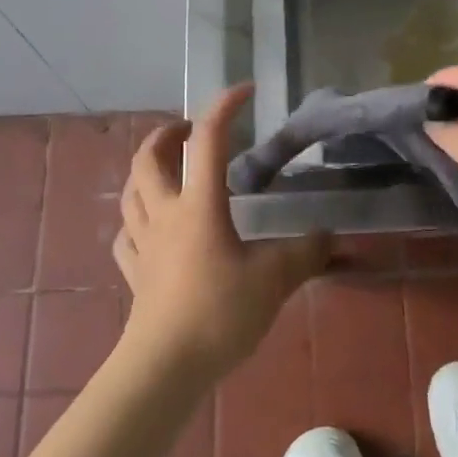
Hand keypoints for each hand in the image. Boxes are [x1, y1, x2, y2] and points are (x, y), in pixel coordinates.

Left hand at [115, 84, 330, 384]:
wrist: (166, 366)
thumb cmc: (219, 313)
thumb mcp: (274, 280)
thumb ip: (306, 254)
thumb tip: (331, 236)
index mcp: (199, 204)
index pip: (210, 140)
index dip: (224, 107)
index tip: (244, 91)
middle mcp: (166, 213)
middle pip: (150, 158)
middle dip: (168, 134)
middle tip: (189, 131)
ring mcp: (143, 243)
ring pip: (131, 192)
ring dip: (146, 171)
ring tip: (165, 169)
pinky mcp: (134, 272)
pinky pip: (126, 235)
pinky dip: (135, 221)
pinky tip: (147, 228)